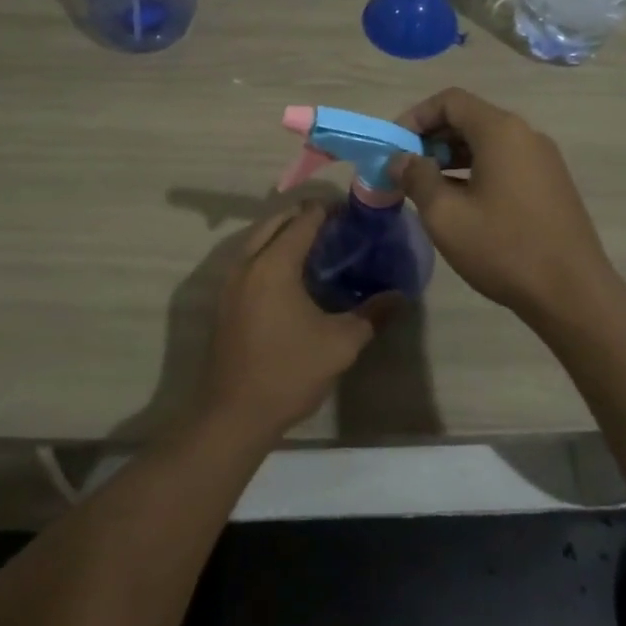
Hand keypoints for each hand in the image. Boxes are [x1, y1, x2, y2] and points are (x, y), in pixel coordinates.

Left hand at [200, 203, 378, 443]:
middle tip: (337, 227)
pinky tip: (292, 275)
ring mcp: (230, 281)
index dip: (328, 210)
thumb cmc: (289, 372)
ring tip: (317, 247)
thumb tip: (401, 296)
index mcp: (274, 265)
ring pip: (257, 239)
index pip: (303, 220)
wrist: (234, 414)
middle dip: (304, 216)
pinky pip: (249, 259)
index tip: (353, 213)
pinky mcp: (225, 300)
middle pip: (275, 221)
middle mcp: (247, 263)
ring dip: (284, 233)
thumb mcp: (340, 344)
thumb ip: (372, 315)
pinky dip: (269, 252)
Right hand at [391, 88, 615, 319]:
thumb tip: (401, 159)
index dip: (415, 117)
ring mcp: (543, 159)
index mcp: (501, 131)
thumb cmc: (503, 248)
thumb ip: (417, 178)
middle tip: (406, 169)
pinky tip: (462, 203)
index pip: (450, 101)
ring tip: (427, 188)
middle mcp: (526, 135)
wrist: (572, 293)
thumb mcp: (446, 215)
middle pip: (469, 118)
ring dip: (452, 156)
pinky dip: (476, 170)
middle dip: (432, 138)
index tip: (395, 147)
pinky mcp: (551, 183)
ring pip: (488, 142)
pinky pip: (505, 162)